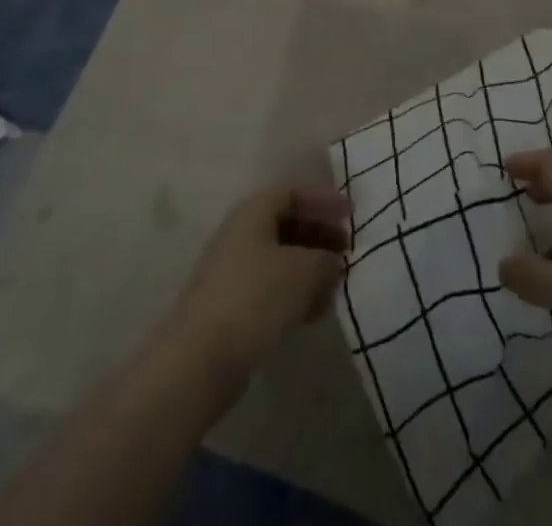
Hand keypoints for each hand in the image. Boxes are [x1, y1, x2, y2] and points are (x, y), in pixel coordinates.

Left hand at [165, 185, 351, 384]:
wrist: (199, 360)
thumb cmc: (255, 299)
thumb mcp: (303, 271)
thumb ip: (326, 260)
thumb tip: (332, 262)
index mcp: (253, 212)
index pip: (293, 192)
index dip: (323, 200)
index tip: (351, 215)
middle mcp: (240, 233)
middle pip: (287, 223)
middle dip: (319, 235)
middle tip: (347, 252)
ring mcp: (233, 270)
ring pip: (280, 258)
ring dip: (310, 267)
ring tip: (335, 286)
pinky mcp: (231, 305)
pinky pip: (271, 286)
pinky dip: (295, 292)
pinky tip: (313, 313)